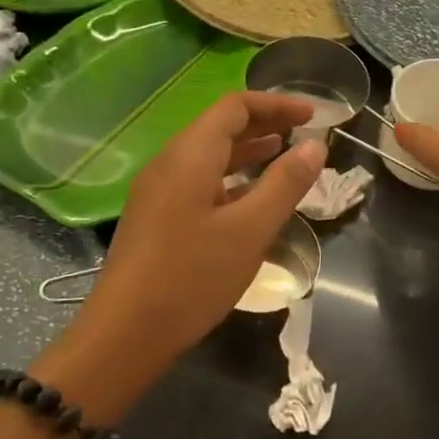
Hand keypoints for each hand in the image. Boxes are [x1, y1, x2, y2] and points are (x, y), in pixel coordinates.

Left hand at [65, 93, 325, 377]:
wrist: (124, 334)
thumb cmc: (191, 277)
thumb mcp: (249, 231)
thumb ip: (284, 184)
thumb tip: (314, 145)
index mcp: (190, 155)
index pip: (235, 106)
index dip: (276, 105)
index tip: (313, 116)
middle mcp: (169, 162)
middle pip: (219, 126)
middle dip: (263, 124)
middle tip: (303, 133)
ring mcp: (157, 191)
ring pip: (207, 155)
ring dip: (246, 151)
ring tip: (282, 156)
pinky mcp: (155, 217)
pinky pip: (197, 181)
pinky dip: (229, 178)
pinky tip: (248, 199)